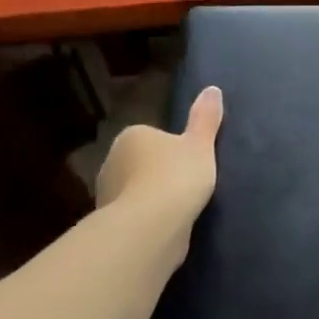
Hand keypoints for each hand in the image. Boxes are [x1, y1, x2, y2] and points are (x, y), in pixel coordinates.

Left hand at [95, 86, 223, 227]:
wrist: (150, 227)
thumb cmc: (176, 176)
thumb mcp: (200, 144)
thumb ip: (206, 118)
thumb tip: (212, 89)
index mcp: (131, 136)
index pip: (152, 136)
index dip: (172, 148)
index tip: (190, 161)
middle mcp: (111, 162)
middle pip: (140, 164)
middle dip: (157, 173)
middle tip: (187, 185)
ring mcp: (106, 196)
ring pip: (134, 191)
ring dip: (151, 199)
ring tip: (179, 210)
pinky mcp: (110, 226)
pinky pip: (134, 217)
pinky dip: (146, 221)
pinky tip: (166, 229)